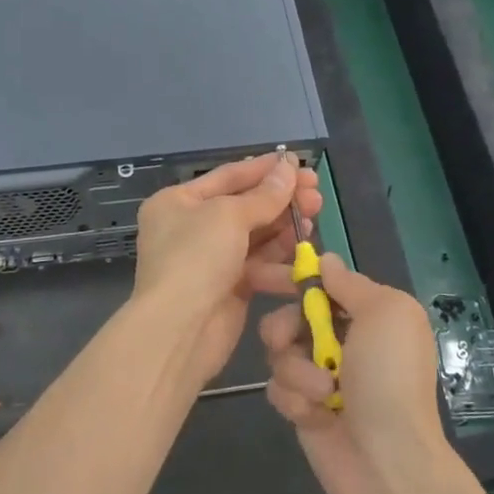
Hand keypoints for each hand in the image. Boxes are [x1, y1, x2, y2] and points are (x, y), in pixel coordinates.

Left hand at [132, 153, 322, 382]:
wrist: (179, 330)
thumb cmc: (196, 258)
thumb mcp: (229, 216)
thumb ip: (264, 194)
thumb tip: (289, 168)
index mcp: (178, 201)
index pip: (228, 176)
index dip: (265, 169)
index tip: (299, 163)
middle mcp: (191, 227)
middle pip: (244, 205)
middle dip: (281, 199)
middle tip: (316, 194)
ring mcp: (210, 259)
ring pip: (255, 236)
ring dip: (285, 226)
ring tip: (314, 217)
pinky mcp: (229, 287)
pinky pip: (259, 264)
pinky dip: (279, 258)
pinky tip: (303, 250)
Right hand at [260, 254, 453, 493]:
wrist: (388, 462)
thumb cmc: (389, 379)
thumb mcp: (385, 313)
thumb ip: (350, 283)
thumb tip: (325, 260)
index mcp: (368, 314)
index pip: (320, 282)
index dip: (289, 276)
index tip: (257, 273)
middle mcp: (343, 340)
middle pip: (289, 315)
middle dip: (284, 326)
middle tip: (289, 340)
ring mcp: (321, 375)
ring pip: (279, 353)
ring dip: (297, 370)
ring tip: (323, 393)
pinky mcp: (304, 408)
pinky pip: (277, 388)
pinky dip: (294, 399)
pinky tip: (316, 416)